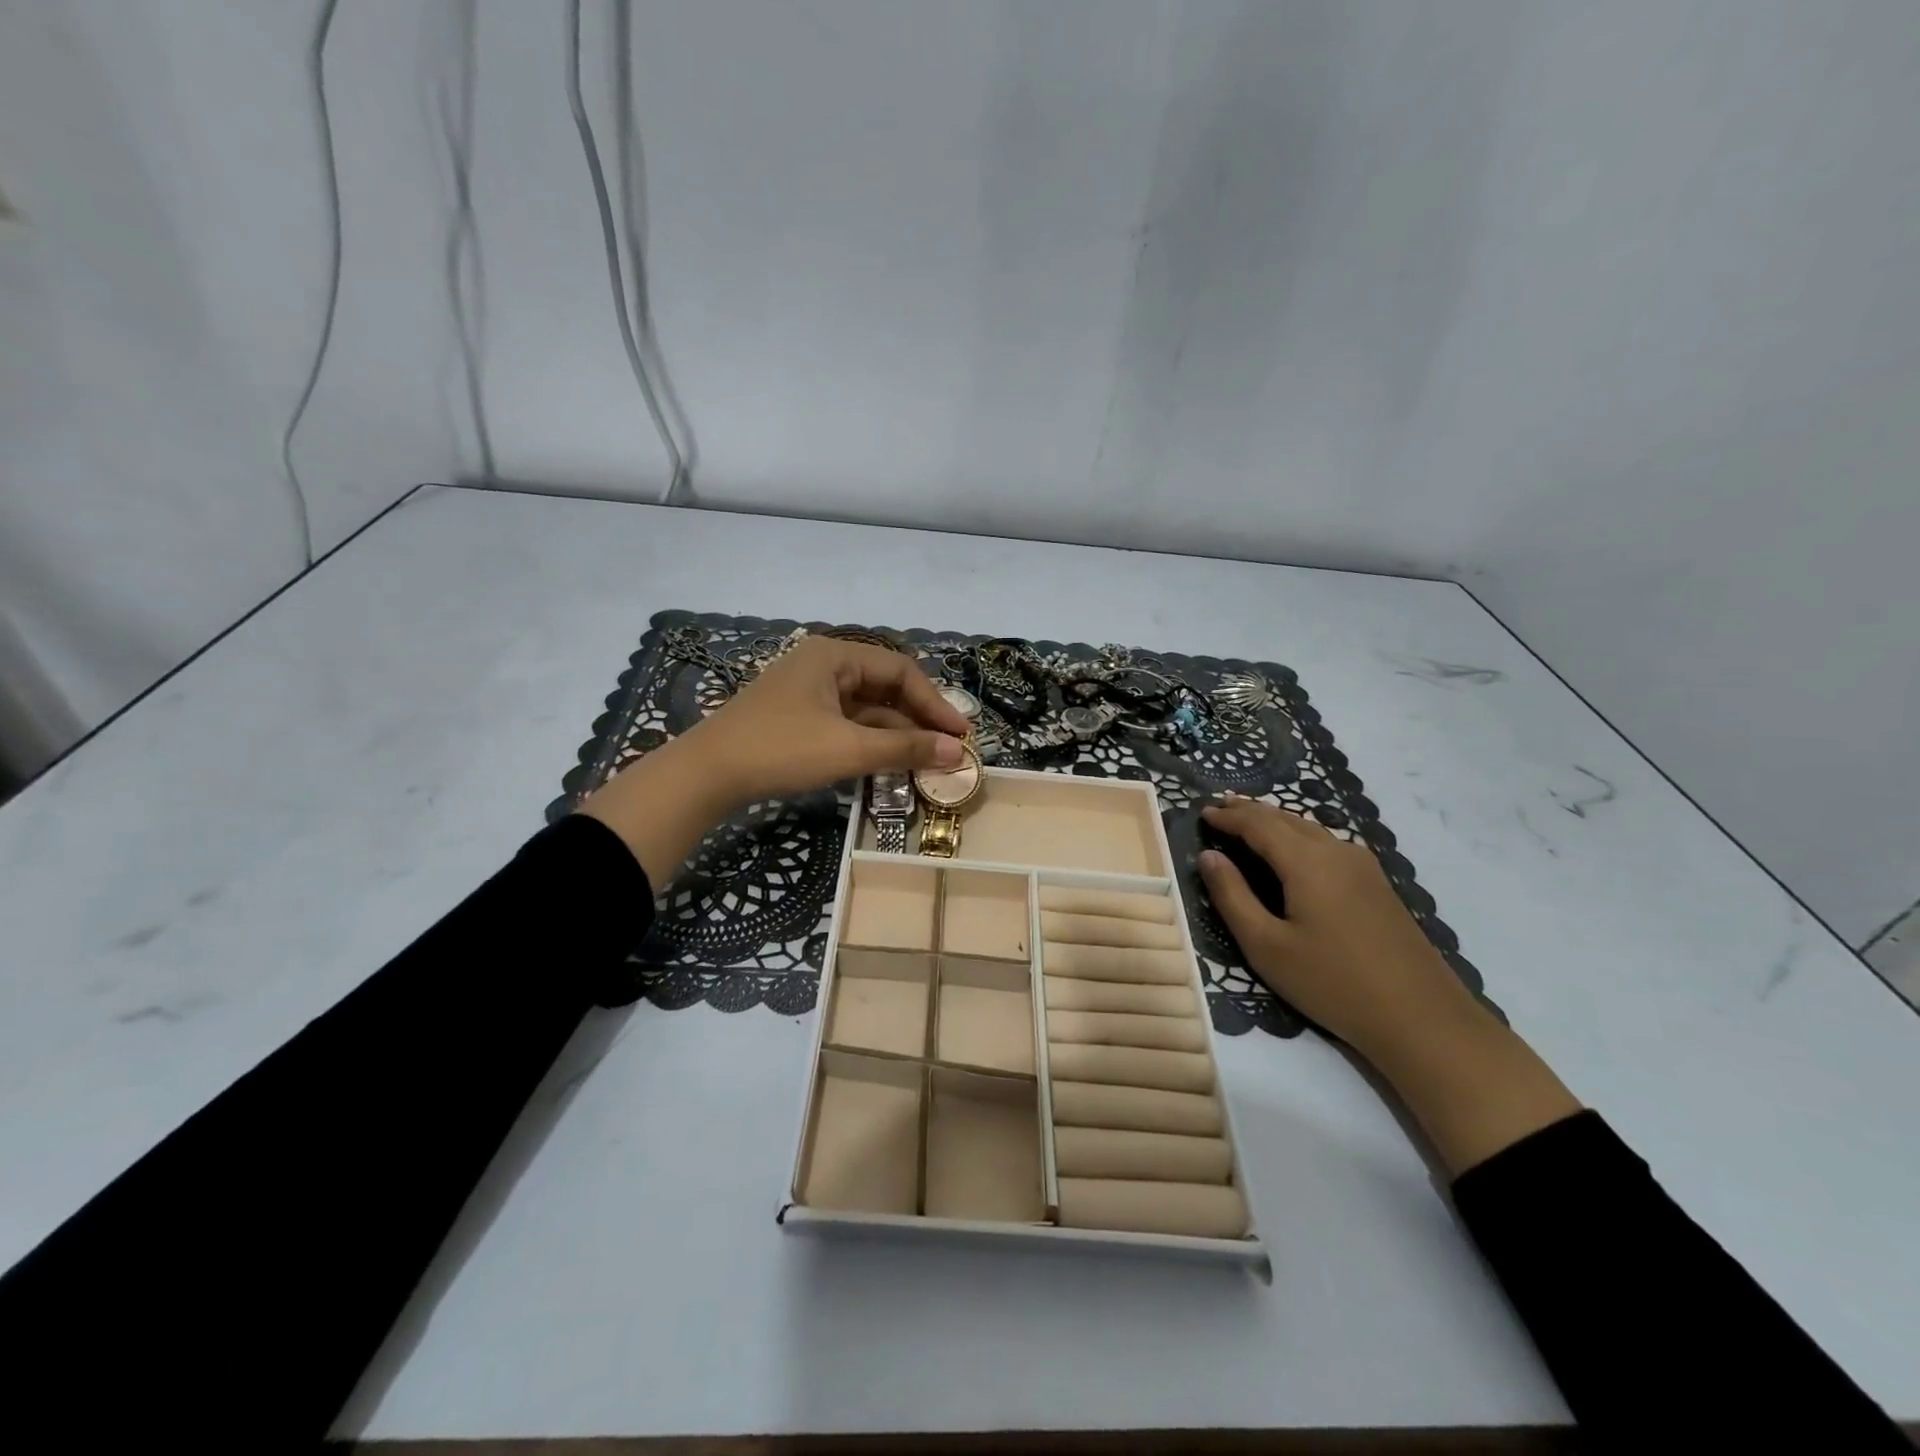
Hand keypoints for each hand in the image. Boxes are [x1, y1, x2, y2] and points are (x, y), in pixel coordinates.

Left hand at [581, 636, 968, 885]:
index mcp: (834, 655)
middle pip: (884, 688)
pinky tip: (890, 763)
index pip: (900, 671)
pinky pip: (846, 724)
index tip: (960, 734)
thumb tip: (957, 753)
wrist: (706, 775)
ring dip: (896, 734)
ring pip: (866, 709)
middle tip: (948, 748)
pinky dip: (870, 742)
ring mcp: (808, 693)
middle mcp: (823, 665)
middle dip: (917, 719)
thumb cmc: (781, 749)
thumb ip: (906, 749)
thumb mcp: (849, 749)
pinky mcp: (797, 719)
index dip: (934, 703)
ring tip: (927, 762)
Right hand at [1199, 798, 1475, 1065]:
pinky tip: (1294, 849)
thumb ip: (1232, 896)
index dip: (1228, 816)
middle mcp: (1337, 851)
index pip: (1258, 824)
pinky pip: (1328, 844)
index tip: (1202, 812)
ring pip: (1310, 829)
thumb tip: (1208, 856)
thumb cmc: (1332, 982)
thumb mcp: (1266, 946)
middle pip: (1286, 819)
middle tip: (1221, 806)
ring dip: (1276, 821)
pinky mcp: (1377, 885)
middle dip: (1251, 811)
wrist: (1421, 1018)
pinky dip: (1299, 836)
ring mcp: (1363, 867)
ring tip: (1251, 820)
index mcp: (1306, 861)